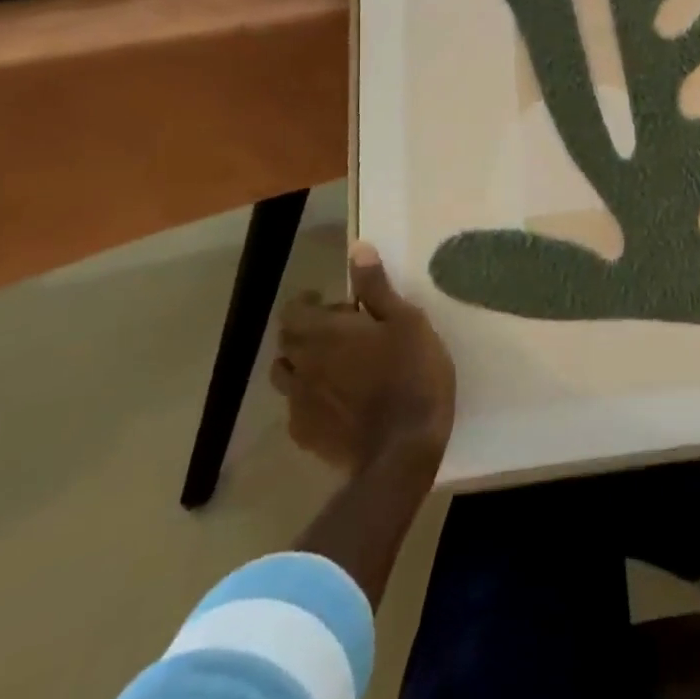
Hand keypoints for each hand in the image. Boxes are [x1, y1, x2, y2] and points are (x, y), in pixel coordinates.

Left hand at [270, 241, 455, 473]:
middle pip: (287, 341)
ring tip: (339, 365)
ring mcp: (299, 404)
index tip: (332, 301)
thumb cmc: (412, 373)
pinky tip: (341, 400)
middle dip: (308, 330)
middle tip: (345, 329)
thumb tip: (357, 250)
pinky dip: (312, 396)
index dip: (307, 302)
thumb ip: (377, 288)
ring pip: (288, 375)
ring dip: (305, 363)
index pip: (292, 310)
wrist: (402, 449)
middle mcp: (302, 365)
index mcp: (324, 334)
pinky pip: (298, 407)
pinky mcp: (306, 435)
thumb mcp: (407, 321)